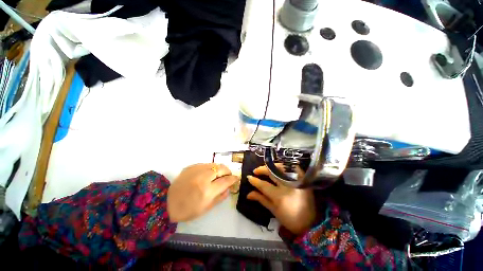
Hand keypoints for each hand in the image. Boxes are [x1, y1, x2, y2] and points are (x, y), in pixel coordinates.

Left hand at [168, 163, 238, 221]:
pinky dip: (210, 168)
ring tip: (219, 174)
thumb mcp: (206, 208)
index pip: (226, 180)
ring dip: (219, 169)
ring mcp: (196, 170)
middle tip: (228, 175)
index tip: (236, 178)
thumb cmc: (187, 210)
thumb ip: (220, 197)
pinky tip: (208, 173)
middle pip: (221, 168)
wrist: (166, 203)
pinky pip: (205, 164)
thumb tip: (229, 188)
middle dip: (228, 171)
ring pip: (214, 164)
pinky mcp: (191, 166)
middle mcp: (203, 177)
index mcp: (207, 190)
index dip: (233, 179)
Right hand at [247, 165, 315, 234]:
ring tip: (266, 168)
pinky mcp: (303, 180)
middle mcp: (288, 187)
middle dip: (262, 169)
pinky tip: (279, 167)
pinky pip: (294, 168)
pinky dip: (286, 166)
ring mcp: (296, 182)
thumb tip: (248, 194)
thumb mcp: (274, 211)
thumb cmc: (290, 219)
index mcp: (279, 197)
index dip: (255, 181)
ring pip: (282, 167)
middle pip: (272, 173)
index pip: (264, 185)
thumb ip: (261, 199)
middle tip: (256, 170)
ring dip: (272, 166)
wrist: (311, 223)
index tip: (249, 177)